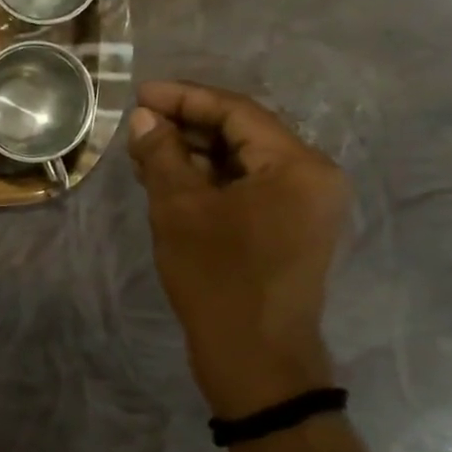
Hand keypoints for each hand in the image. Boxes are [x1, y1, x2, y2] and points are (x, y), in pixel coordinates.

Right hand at [128, 81, 348, 417]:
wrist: (255, 358)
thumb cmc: (218, 278)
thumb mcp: (179, 210)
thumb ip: (163, 156)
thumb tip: (146, 119)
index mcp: (297, 165)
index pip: (237, 111)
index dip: (185, 98)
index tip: (141, 94)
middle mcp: (312, 177)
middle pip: (244, 134)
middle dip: (188, 127)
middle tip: (139, 124)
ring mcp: (304, 206)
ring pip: (243, 163)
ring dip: (196, 155)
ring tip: (145, 152)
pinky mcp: (290, 230)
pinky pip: (248, 189)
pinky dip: (210, 182)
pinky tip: (171, 180)